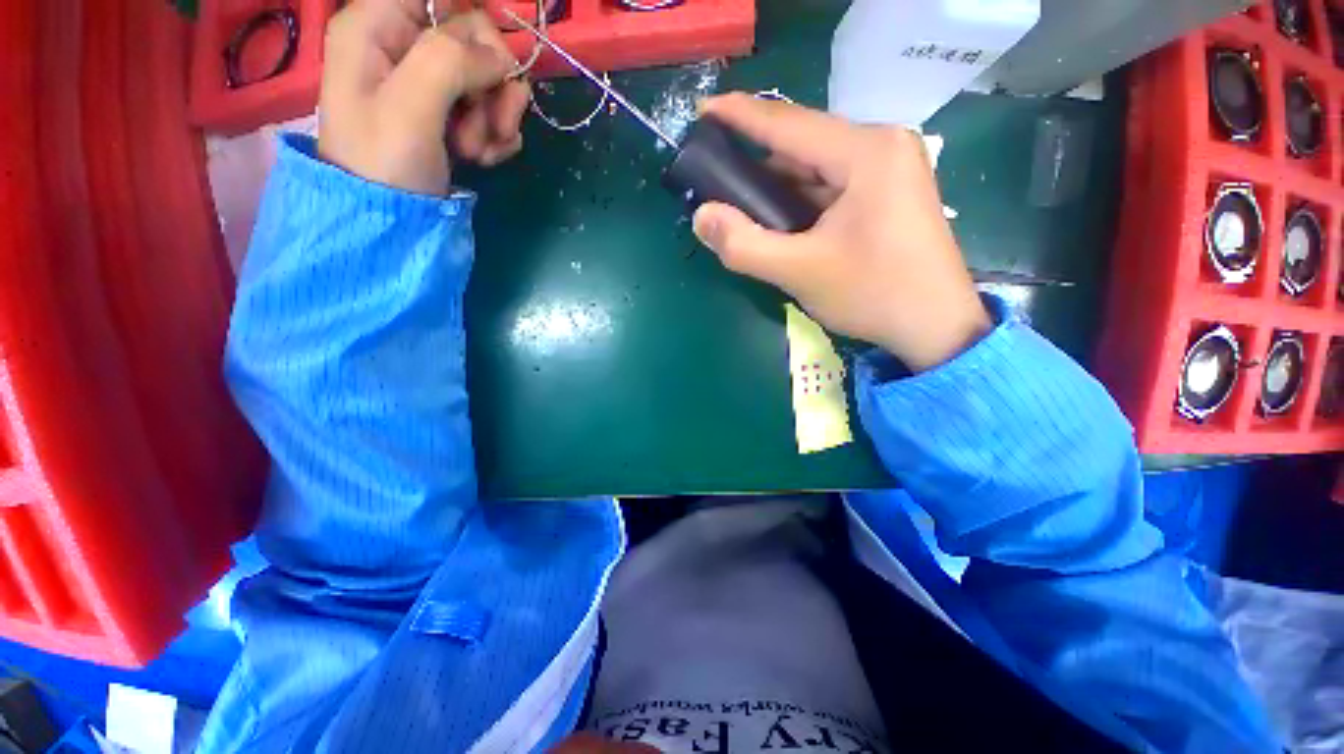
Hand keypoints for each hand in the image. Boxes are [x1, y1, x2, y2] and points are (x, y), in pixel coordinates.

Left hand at [318, 2, 530, 194]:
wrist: (390, 222)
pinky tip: (483, 158)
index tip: (492, 69)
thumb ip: (450, 61)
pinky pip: (492, 109)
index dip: (476, 30)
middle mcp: (406, 45)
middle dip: (491, 86)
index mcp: (379, 24)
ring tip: (478, 151)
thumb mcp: (409, 106)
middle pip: (475, 38)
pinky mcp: (451, 115)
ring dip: (496, 117)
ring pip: (490, 77)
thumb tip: (500, 57)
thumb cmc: (386, 163)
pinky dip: (496, 135)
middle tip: (487, 129)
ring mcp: (430, 83)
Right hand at [692, 94, 990, 372]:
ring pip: (815, 168)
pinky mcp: (887, 192)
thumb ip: (744, 245)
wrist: (935, 327)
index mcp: (867, 152)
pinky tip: (777, 218)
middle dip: (756, 162)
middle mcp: (881, 146)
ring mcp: (888, 168)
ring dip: (776, 186)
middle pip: (803, 146)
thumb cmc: (873, 294)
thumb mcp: (800, 272)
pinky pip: (830, 185)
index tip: (701, 110)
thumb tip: (702, 216)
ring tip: (738, 204)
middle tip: (714, 177)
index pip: (789, 124)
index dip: (740, 117)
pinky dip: (799, 201)